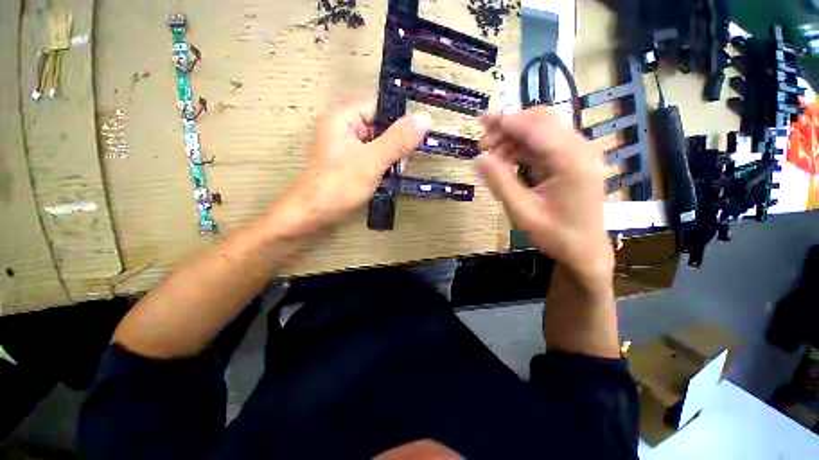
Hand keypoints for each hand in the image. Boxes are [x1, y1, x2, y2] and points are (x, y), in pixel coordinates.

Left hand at [274, 99, 432, 232]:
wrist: (313, 214)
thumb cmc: (339, 186)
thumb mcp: (372, 161)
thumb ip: (398, 140)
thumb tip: (425, 117)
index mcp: (343, 117)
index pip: (378, 106)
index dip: (398, 119)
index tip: (414, 138)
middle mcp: (342, 127)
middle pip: (379, 124)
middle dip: (395, 142)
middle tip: (403, 160)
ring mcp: (345, 145)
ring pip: (377, 142)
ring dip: (390, 155)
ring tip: (395, 171)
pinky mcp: (348, 161)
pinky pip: (371, 155)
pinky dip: (382, 164)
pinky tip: (387, 176)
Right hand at [476, 107, 613, 284]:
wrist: (585, 251)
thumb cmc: (555, 235)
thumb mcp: (521, 211)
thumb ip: (500, 182)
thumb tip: (478, 159)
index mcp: (571, 160)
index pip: (535, 128)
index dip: (505, 122)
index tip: (480, 122)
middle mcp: (579, 150)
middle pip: (542, 120)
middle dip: (509, 126)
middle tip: (484, 143)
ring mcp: (578, 155)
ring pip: (542, 130)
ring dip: (514, 137)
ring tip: (491, 155)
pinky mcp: (572, 162)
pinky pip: (544, 145)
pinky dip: (523, 148)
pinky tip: (507, 161)